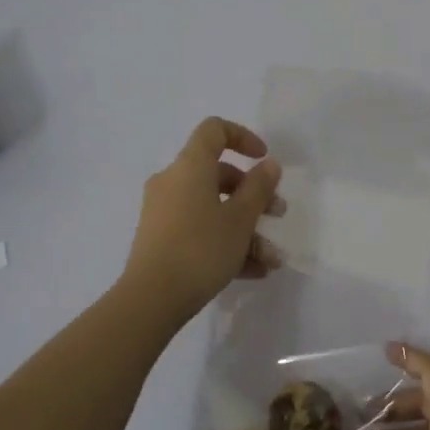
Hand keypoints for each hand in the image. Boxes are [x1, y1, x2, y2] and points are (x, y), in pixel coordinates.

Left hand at [122, 117, 284, 319]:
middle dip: (254, 195)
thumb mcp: (240, 219)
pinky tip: (254, 271)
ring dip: (246, 229)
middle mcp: (173, 182)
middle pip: (218, 175)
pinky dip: (226, 244)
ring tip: (272, 258)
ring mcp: (164, 212)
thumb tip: (268, 165)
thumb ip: (259, 188)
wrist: (151, 298)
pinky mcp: (161, 239)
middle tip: (278, 214)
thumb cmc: (201, 248)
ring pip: (213, 208)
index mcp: (190, 166)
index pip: (214, 130)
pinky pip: (200, 231)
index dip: (243, 137)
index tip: (264, 159)